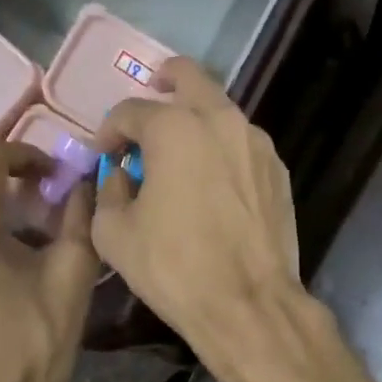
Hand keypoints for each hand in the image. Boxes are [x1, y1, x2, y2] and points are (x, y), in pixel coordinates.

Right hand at [91, 58, 304, 378]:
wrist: (248, 303)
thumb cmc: (173, 267)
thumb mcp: (114, 232)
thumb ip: (108, 190)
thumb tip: (120, 174)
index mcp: (175, 128)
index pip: (130, 111)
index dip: (109, 131)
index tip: (104, 155)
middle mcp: (221, 120)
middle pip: (189, 78)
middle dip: (163, 81)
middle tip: (150, 95)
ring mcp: (257, 143)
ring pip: (221, 111)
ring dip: (195, 118)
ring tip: (179, 150)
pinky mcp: (278, 170)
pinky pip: (242, 144)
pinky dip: (221, 148)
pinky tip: (212, 180)